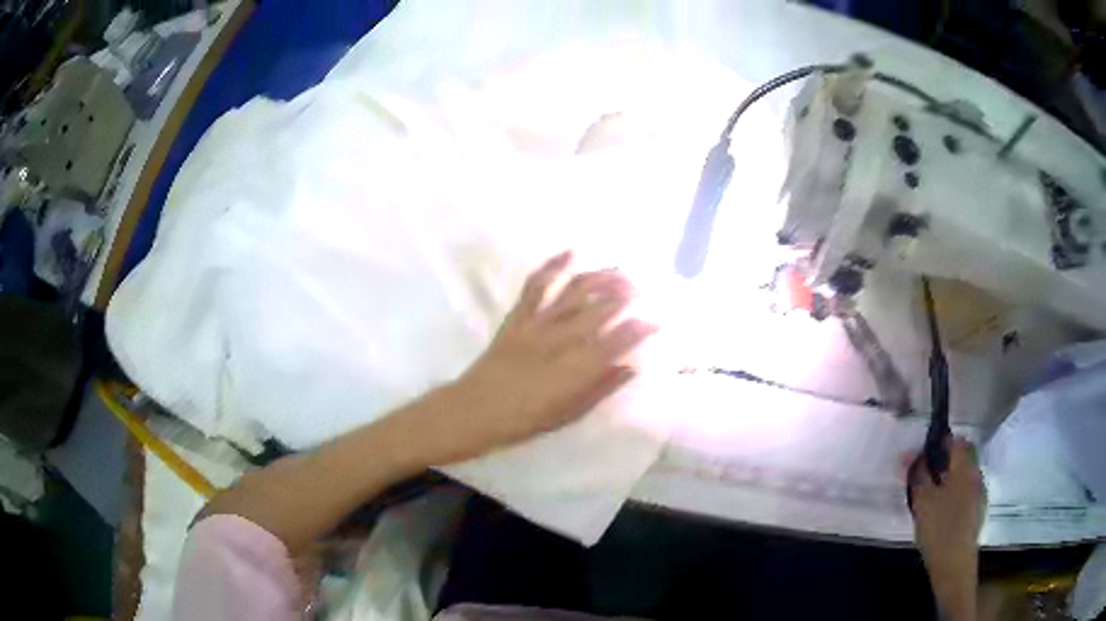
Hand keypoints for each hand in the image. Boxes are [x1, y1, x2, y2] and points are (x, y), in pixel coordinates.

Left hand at [417, 251, 656, 463]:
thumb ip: (600, 389)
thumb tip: (629, 368)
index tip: (654, 321)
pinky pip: (536, 286)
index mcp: (575, 371)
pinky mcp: (517, 317)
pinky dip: (552, 265)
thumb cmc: (524, 421)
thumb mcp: (568, 414)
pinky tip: (570, 252)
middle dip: (625, 296)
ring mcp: (537, 325)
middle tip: (642, 289)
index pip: (615, 342)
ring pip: (574, 292)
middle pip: (599, 310)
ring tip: (619, 272)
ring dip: (599, 277)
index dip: (638, 329)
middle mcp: (560, 341)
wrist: (475, 410)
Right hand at [907, 437, 985, 620]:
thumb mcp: (923, 502)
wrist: (955, 564)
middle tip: (923, 477)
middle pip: (960, 458)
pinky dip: (953, 495)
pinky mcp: (977, 511)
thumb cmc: (939, 529)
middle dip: (943, 463)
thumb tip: (908, 455)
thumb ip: (917, 476)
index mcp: (964, 467)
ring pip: (962, 477)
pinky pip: (965, 493)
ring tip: (929, 498)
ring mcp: (978, 493)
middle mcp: (975, 474)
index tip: (922, 455)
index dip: (938, 443)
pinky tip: (941, 514)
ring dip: (948, 480)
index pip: (955, 441)